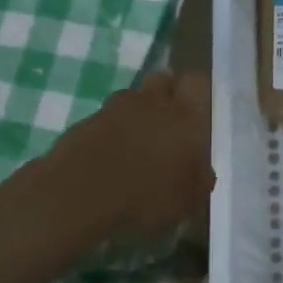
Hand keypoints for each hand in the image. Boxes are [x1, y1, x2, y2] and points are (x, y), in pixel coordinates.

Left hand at [45, 71, 212, 242]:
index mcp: (185, 116)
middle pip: (163, 79)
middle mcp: (153, 102)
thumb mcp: (187, 203)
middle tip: (169, 124)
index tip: (198, 113)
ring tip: (137, 144)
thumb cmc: (146, 197)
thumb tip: (202, 174)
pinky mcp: (87, 121)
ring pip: (132, 97)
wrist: (79, 195)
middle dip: (167, 94)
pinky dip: (111, 131)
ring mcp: (116, 108)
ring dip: (137, 112)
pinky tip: (111, 157)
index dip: (198, 93)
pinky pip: (107, 118)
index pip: (198, 82)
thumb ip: (199, 183)